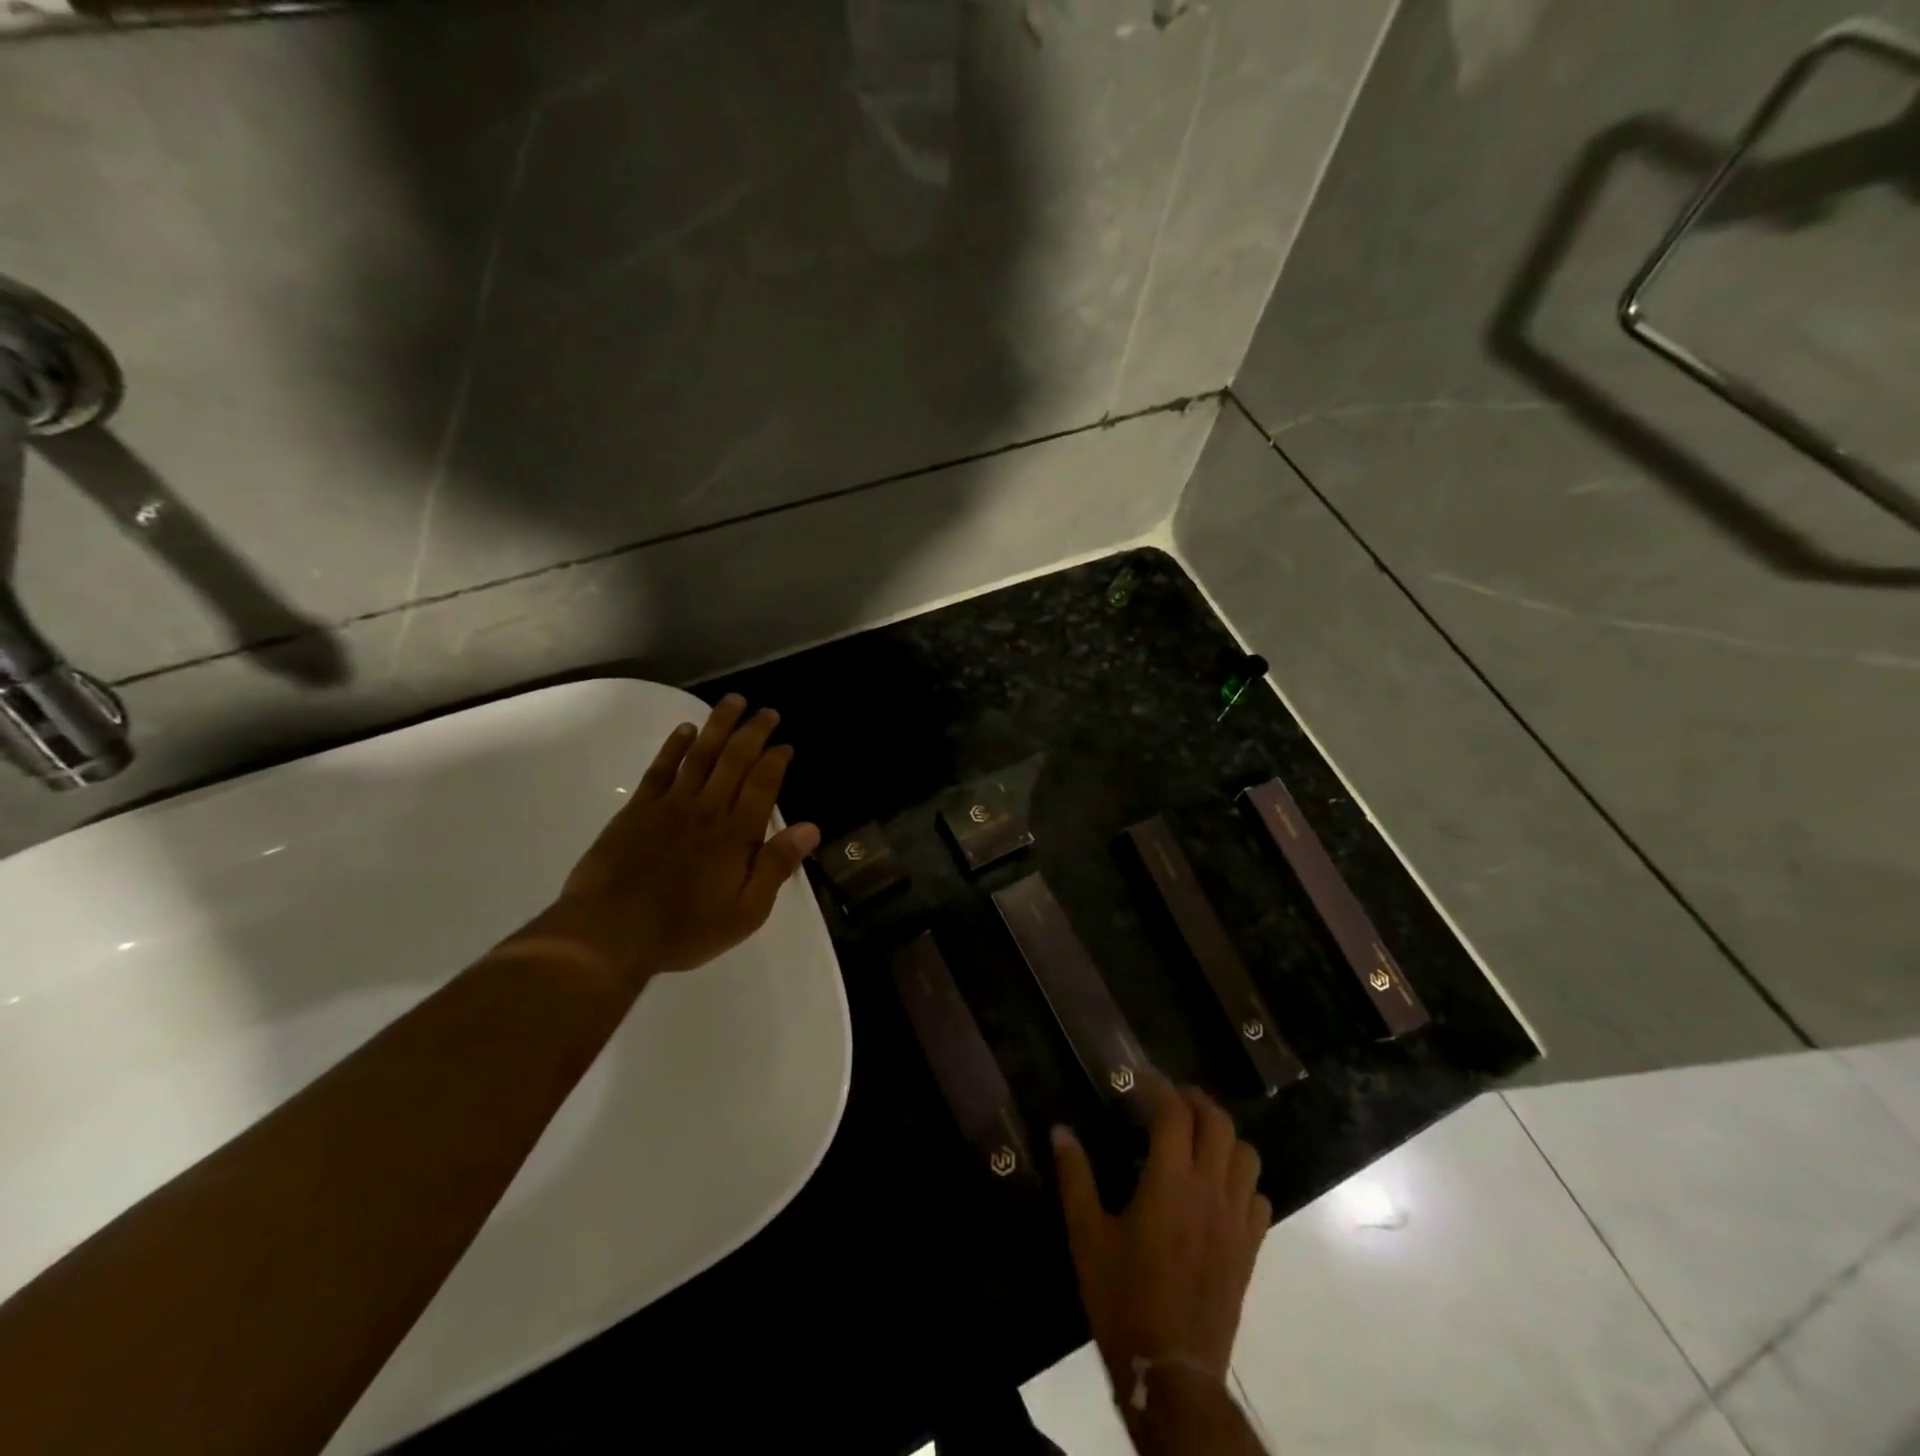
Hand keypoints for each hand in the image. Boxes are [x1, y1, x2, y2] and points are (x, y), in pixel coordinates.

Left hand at [521, 695, 820, 991]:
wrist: (609, 934)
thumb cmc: (684, 929)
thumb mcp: (745, 912)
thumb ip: (776, 866)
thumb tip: (811, 828)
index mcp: (737, 835)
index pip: (763, 785)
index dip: (776, 760)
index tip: (785, 744)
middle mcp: (708, 810)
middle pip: (735, 760)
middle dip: (753, 733)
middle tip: (766, 712)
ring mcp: (670, 806)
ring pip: (700, 755)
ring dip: (718, 726)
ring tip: (733, 702)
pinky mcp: (638, 810)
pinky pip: (660, 769)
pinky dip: (674, 746)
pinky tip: (685, 729)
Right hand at [1053, 1080, 1271, 1395]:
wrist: (1173, 1372)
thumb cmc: (1123, 1298)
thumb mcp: (1087, 1235)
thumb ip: (1075, 1177)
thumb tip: (1060, 1130)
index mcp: (1170, 1181)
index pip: (1174, 1113)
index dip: (1158, 1086)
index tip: (1138, 1078)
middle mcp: (1209, 1190)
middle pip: (1218, 1123)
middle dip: (1195, 1101)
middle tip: (1169, 1100)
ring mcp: (1236, 1220)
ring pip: (1247, 1155)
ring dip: (1224, 1136)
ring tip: (1197, 1138)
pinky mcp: (1250, 1249)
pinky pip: (1259, 1197)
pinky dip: (1242, 1180)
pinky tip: (1219, 1189)